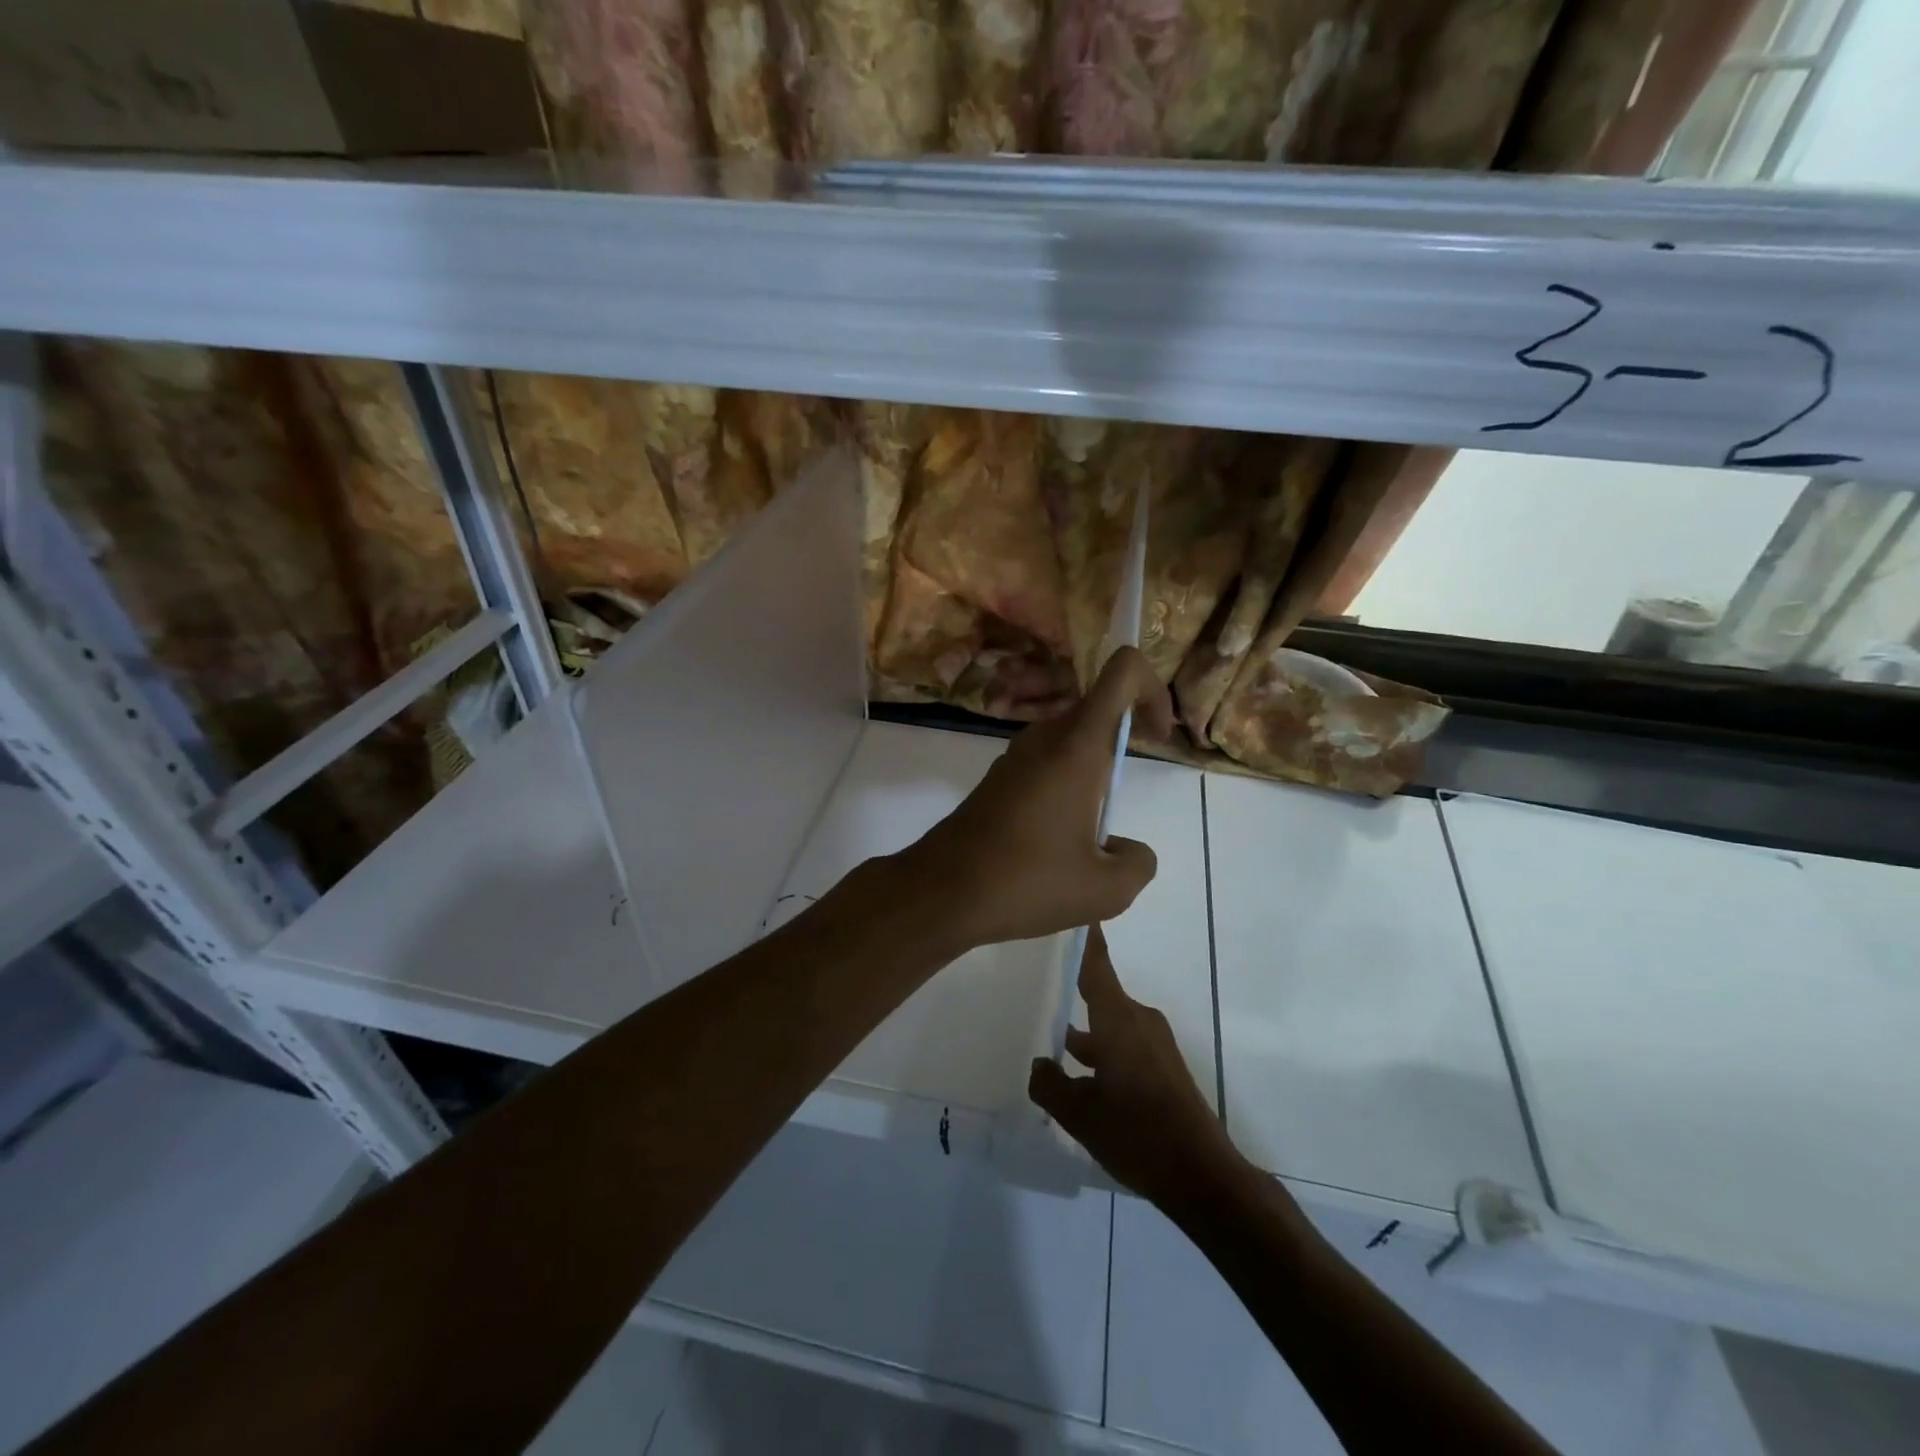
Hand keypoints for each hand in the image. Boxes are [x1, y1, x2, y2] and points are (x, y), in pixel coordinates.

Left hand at [897, 647, 1173, 950]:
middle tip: (1124, 802)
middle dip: (1125, 742)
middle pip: (1098, 709)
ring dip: (1094, 774)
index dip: (1152, 690)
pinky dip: (1066, 788)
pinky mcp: (997, 779)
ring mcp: (1016, 756)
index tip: (1158, 738)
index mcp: (1077, 746)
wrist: (941, 892)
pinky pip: (1046, 765)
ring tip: (1091, 837)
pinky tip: (1057, 843)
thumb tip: (1126, 849)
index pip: (1122, 671)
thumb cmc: (1027, 881)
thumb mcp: (1105, 889)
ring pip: (1071, 741)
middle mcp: (1044, 738)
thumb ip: (1138, 863)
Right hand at [1029, 927, 1242, 1209]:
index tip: (1071, 905)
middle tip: (1036, 977)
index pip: (1096, 965)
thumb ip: (1050, 1084)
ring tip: (1049, 1033)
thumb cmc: (1136, 1133)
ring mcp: (1154, 1044)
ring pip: (1110, 1022)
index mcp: (1118, 1019)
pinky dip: (1101, 1048)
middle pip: (1100, 992)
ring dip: (1085, 1027)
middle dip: (1071, 985)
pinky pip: (1124, 1042)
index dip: (1083, 938)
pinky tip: (1078, 1074)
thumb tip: (1039, 1064)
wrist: (1201, 1175)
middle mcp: (1138, 1021)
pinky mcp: (1162, 1066)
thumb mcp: (1079, 1114)